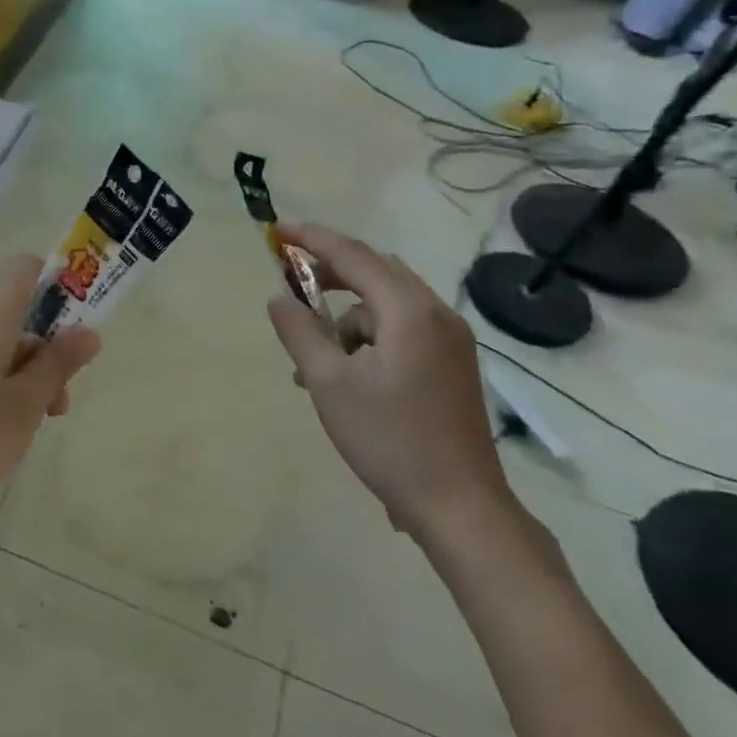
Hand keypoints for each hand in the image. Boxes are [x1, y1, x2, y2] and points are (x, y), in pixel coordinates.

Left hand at [0, 255, 99, 538]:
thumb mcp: (25, 405)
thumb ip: (58, 363)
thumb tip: (87, 332)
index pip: (28, 268)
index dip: (58, 291)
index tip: (72, 338)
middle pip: (11, 306)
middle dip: (43, 345)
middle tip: (57, 401)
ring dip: (18, 368)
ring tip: (27, 424)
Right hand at [266, 224, 512, 545]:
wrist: (459, 505)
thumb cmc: (388, 440)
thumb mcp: (329, 383)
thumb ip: (300, 331)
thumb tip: (279, 297)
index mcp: (409, 311)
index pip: (353, 256)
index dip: (311, 239)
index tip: (276, 231)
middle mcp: (436, 314)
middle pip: (374, 272)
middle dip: (328, 272)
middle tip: (289, 282)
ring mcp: (450, 340)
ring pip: (386, 305)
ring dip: (345, 317)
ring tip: (313, 359)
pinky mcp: (452, 364)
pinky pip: (401, 329)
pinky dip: (368, 337)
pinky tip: (346, 374)